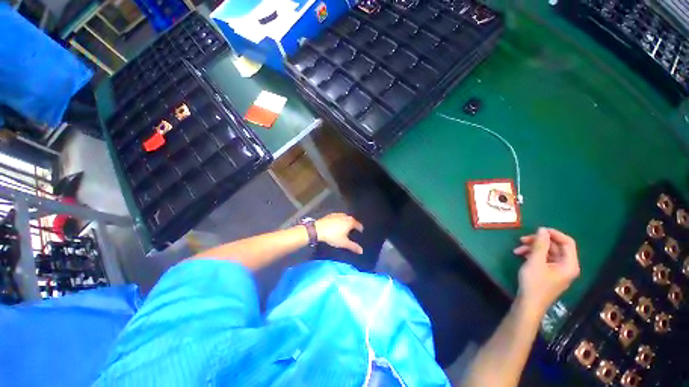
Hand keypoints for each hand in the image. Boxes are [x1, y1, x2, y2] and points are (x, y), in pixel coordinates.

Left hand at [315, 213, 364, 253]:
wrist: (318, 229)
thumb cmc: (333, 236)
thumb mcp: (344, 243)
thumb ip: (353, 246)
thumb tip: (361, 251)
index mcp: (350, 222)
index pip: (358, 224)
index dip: (360, 228)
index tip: (361, 231)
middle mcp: (346, 216)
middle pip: (352, 220)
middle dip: (353, 224)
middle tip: (353, 230)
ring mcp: (338, 214)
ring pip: (345, 218)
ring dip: (346, 222)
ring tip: (345, 228)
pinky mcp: (331, 215)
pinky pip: (338, 217)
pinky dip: (340, 220)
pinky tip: (337, 225)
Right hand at [513, 228, 579, 315]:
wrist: (529, 304)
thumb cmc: (534, 283)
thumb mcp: (535, 262)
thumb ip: (540, 245)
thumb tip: (542, 229)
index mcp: (569, 264)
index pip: (567, 242)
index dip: (554, 234)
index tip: (537, 230)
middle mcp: (567, 266)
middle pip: (556, 247)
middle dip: (538, 242)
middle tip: (522, 239)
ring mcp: (558, 270)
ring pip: (548, 252)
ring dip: (533, 248)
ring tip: (517, 249)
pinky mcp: (549, 273)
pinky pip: (543, 259)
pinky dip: (532, 255)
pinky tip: (520, 255)